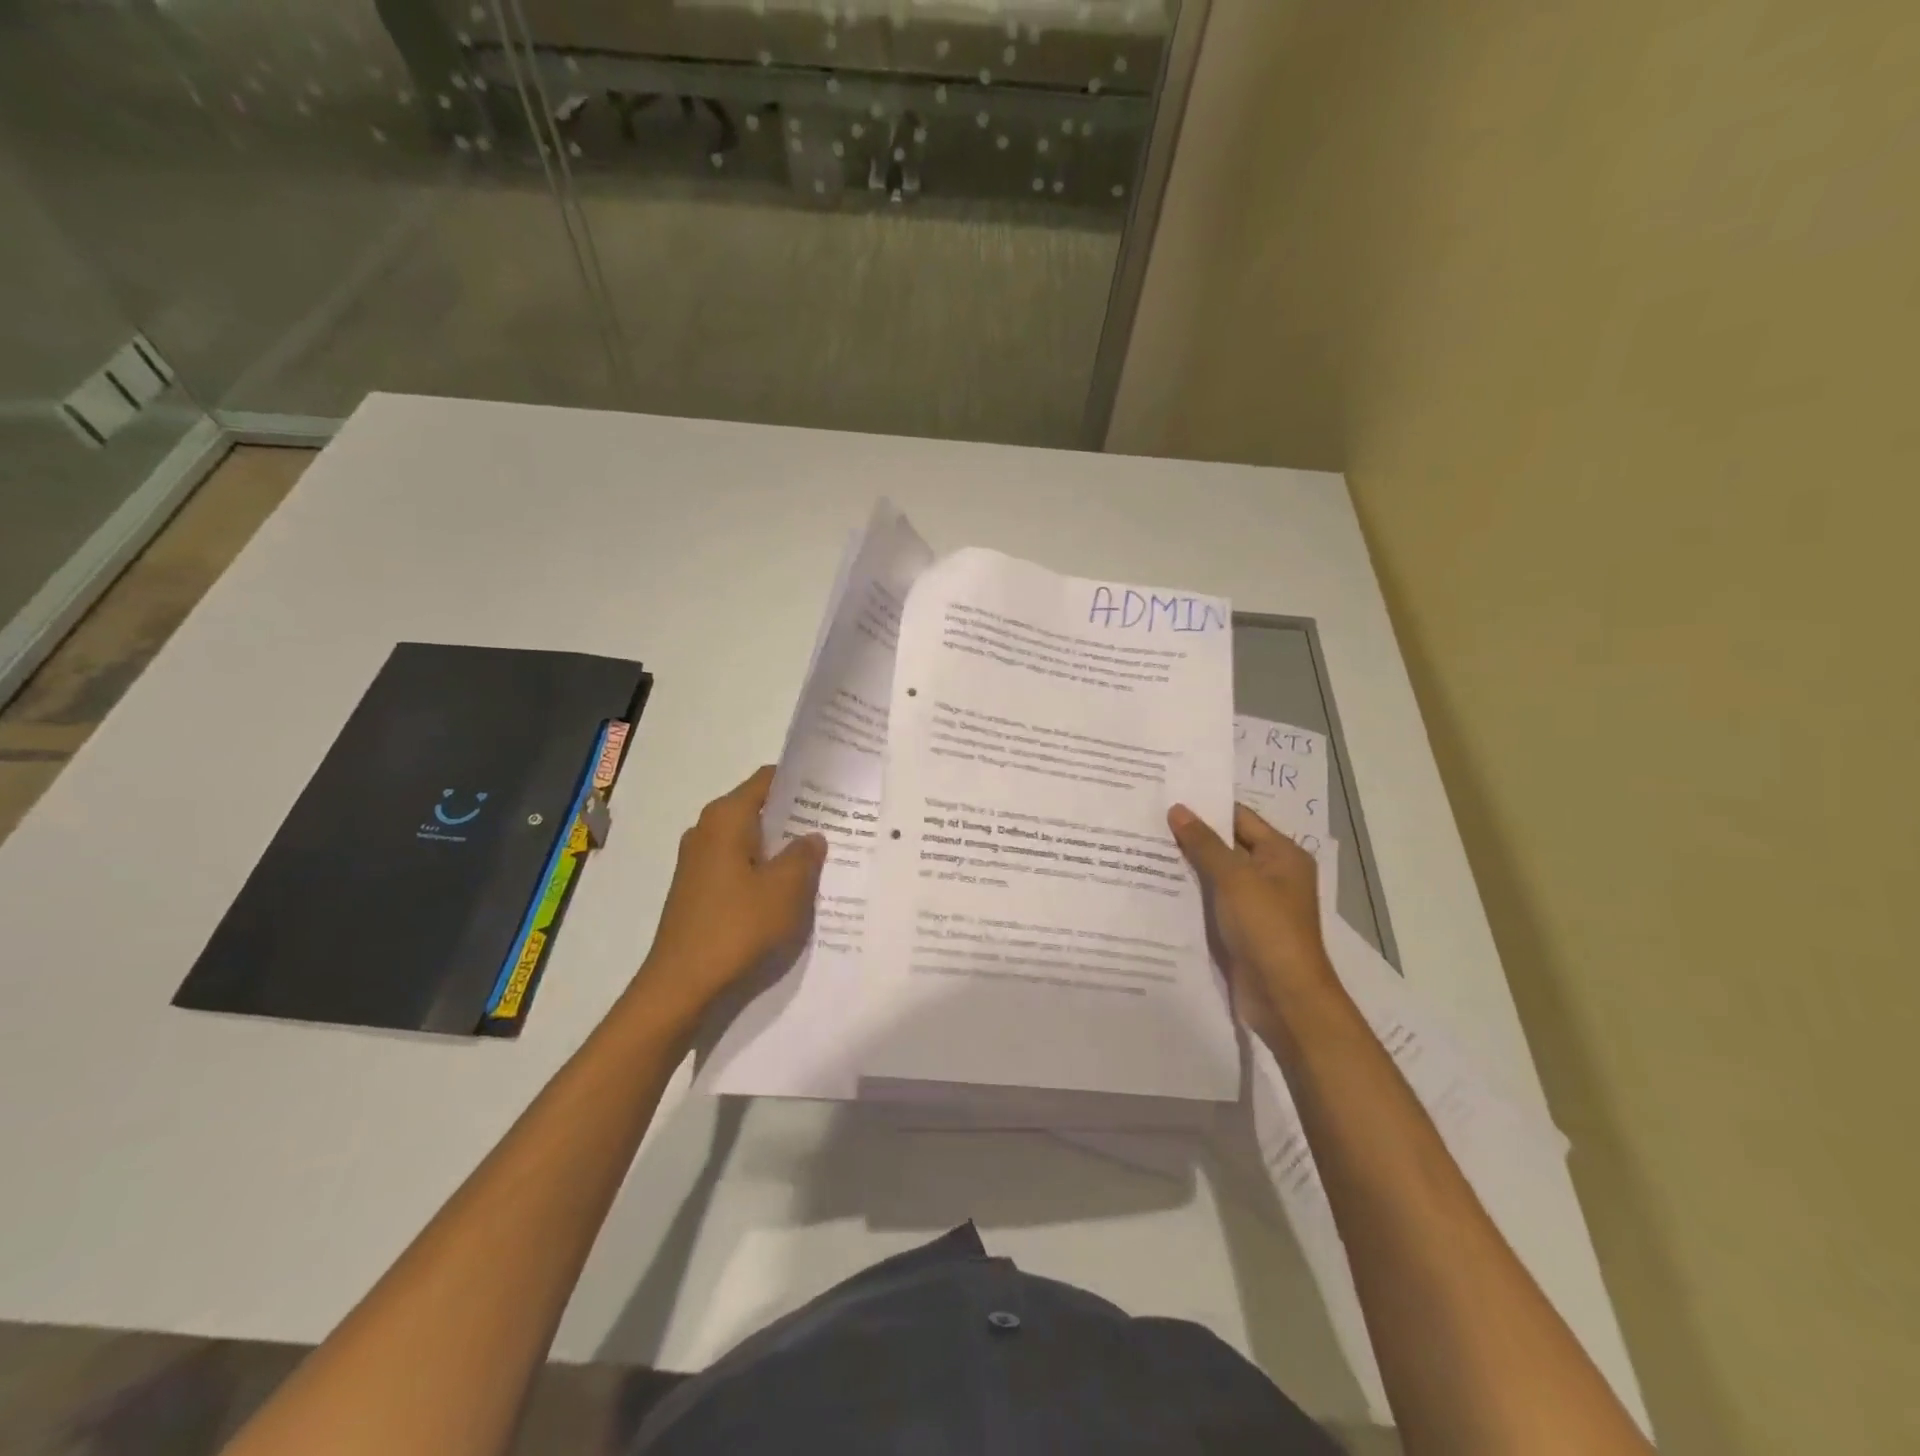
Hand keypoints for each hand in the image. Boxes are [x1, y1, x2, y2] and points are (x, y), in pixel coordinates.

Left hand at [630, 766, 826, 1033]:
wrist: (681, 985)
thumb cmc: (737, 926)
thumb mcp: (786, 888)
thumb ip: (805, 854)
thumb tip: (812, 836)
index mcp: (725, 818)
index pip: (768, 779)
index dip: (801, 782)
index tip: (833, 790)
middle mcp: (707, 830)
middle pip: (759, 809)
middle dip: (796, 817)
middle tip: (837, 825)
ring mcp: (698, 861)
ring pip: (751, 841)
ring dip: (782, 848)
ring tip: (821, 858)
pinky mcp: (698, 890)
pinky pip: (740, 866)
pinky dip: (764, 870)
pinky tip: (790, 890)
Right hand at [1168, 802, 1336, 1044]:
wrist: (1284, 998)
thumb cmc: (1266, 929)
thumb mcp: (1234, 879)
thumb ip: (1204, 843)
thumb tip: (1177, 809)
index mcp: (1281, 854)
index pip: (1238, 817)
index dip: (1204, 807)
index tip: (1165, 797)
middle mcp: (1271, 874)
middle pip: (1226, 845)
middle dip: (1190, 836)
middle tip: (1145, 820)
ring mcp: (1255, 904)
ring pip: (1215, 875)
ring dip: (1186, 866)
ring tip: (1141, 848)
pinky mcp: (1239, 928)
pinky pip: (1211, 901)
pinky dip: (1189, 893)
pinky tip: (1155, 886)